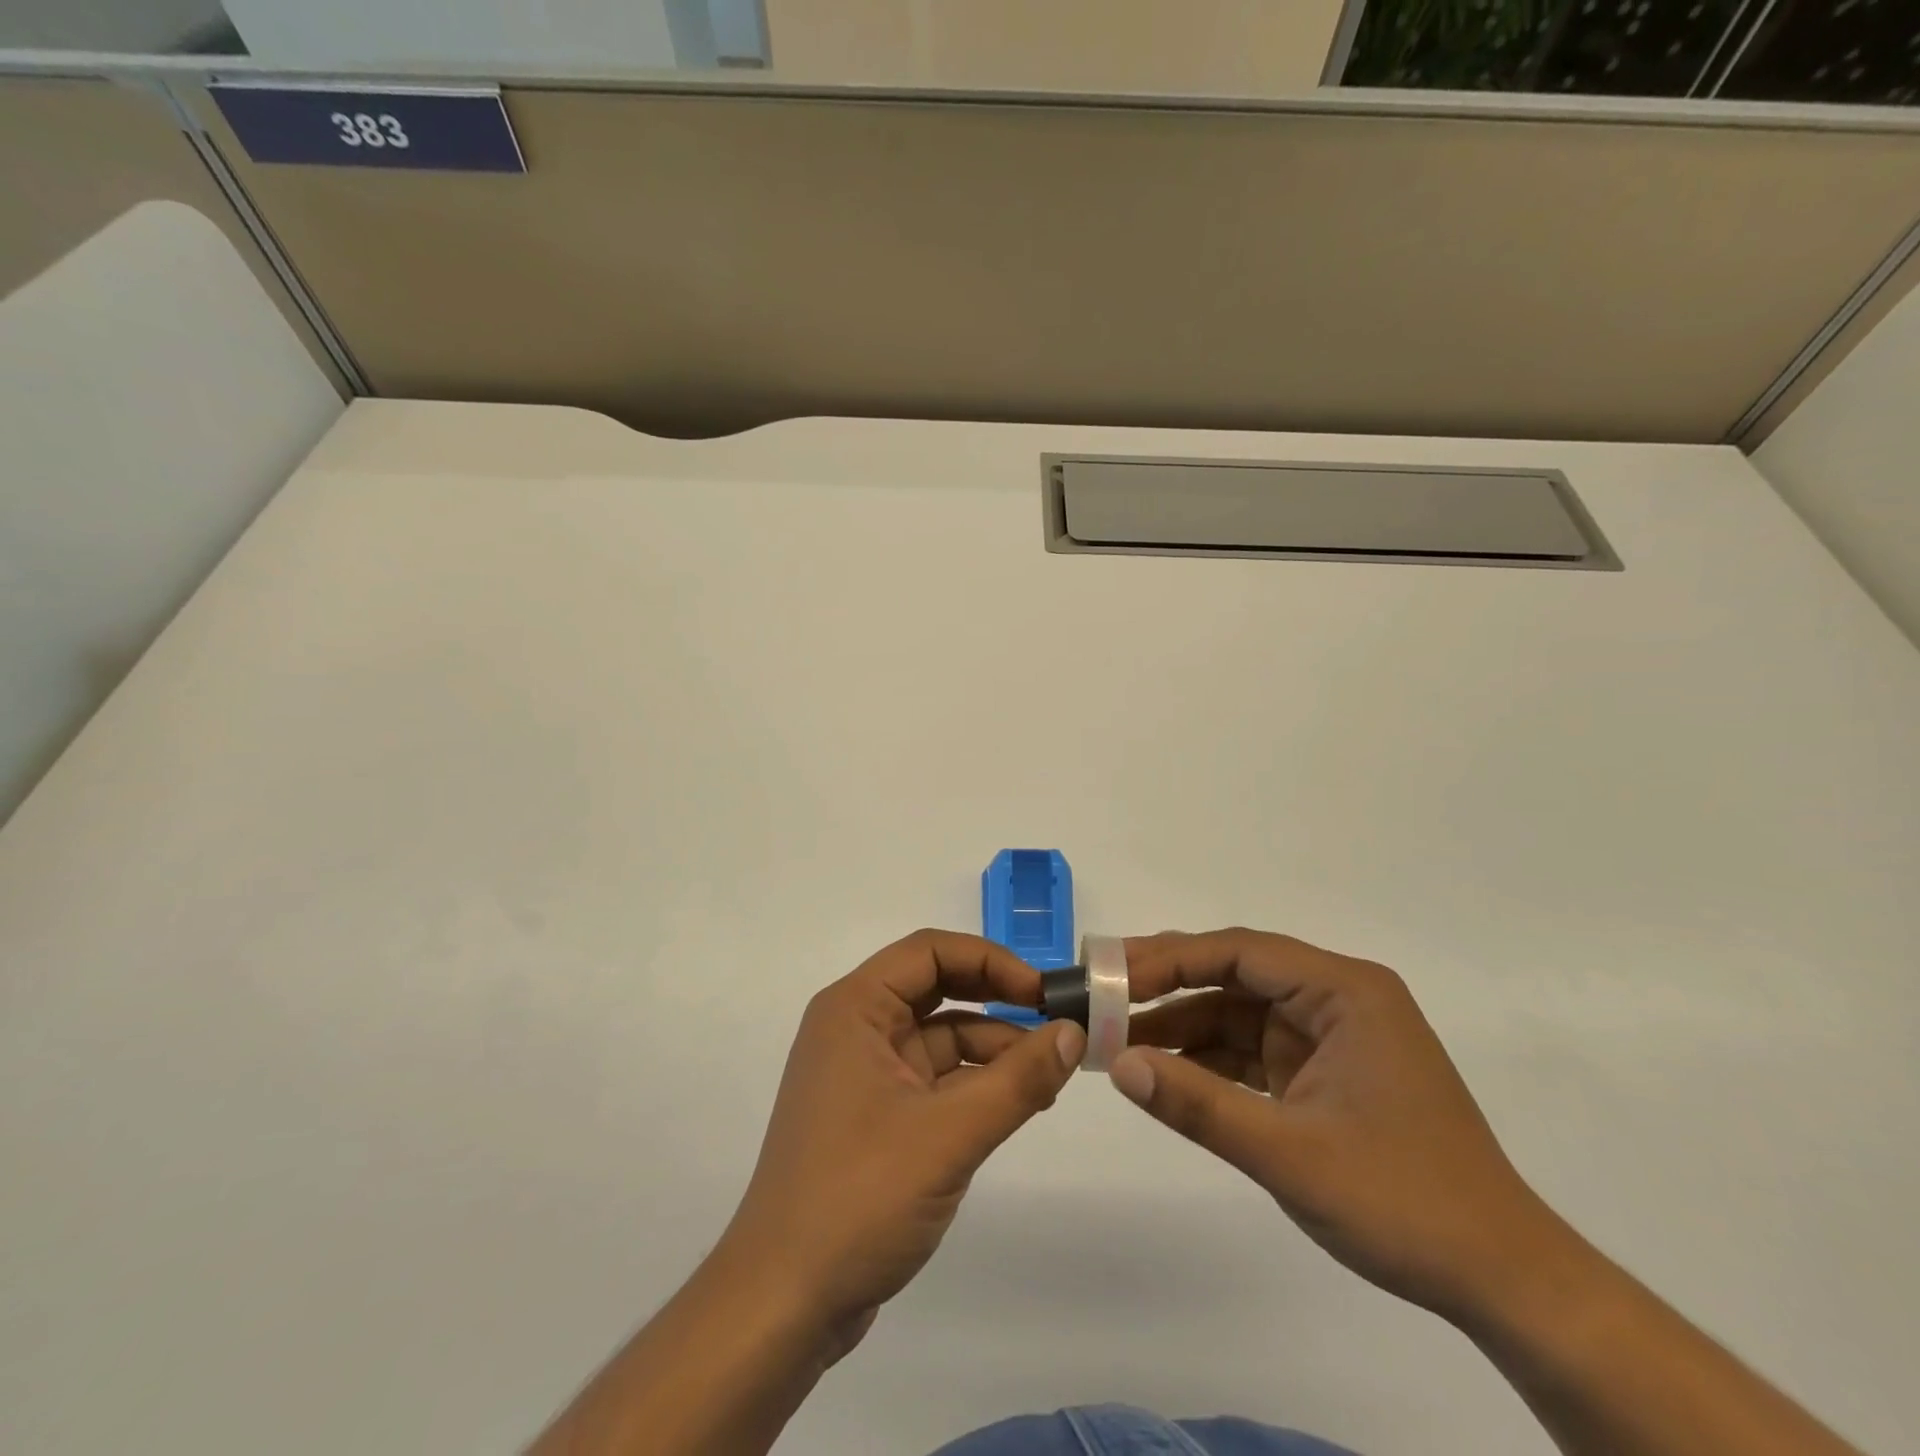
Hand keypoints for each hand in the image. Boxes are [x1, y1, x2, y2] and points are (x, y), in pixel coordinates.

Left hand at [720, 930, 1085, 1357]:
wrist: (783, 1304)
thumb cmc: (859, 1197)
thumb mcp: (949, 1134)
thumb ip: (1018, 1080)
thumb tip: (1074, 1032)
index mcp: (855, 1009)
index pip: (929, 951)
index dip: (990, 960)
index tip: (1041, 992)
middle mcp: (855, 1029)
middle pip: (936, 988)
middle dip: (995, 1000)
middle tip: (1055, 1022)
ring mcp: (864, 1074)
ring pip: (939, 1037)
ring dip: (992, 1048)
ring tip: (1049, 1076)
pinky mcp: (876, 1117)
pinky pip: (934, 1079)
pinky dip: (975, 1085)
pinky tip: (1018, 1104)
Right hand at [1109, 929, 1560, 1322]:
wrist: (1504, 1282)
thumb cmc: (1404, 1202)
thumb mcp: (1289, 1154)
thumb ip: (1198, 1105)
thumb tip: (1117, 1064)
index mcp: (1344, 991)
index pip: (1239, 951)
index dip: (1168, 958)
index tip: (1109, 974)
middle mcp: (1336, 998)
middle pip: (1234, 973)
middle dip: (1167, 984)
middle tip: (1101, 994)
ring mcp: (1329, 1036)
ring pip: (1237, 1011)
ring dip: (1180, 1024)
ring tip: (1116, 1037)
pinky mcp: (1322, 1072)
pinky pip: (1250, 1049)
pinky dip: (1207, 1058)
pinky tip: (1161, 1069)